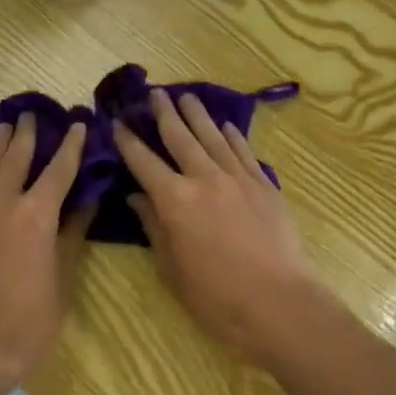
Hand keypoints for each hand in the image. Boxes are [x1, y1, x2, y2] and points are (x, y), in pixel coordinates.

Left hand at [0, 113, 90, 394]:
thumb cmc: (30, 321)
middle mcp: (3, 206)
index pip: (58, 171)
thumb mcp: (62, 277)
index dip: (70, 147)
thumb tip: (87, 199)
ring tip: (6, 125)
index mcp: (36, 217)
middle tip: (33, 114)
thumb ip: (73, 233)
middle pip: (16, 160)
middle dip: (27, 135)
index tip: (77, 124)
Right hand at [114, 89, 324, 367]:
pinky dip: (232, 136)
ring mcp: (238, 178)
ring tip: (187, 97)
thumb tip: (137, 198)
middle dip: (164, 113)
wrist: (277, 302)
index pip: (144, 161)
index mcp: (175, 200)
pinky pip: (244, 152)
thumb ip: (153, 226)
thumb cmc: (215, 295)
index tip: (118, 123)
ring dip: (198, 115)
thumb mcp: (171, 267)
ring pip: (213, 137)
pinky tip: (225, 126)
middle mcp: (204, 178)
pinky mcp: (264, 185)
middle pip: (180, 137)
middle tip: (155, 93)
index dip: (128, 141)